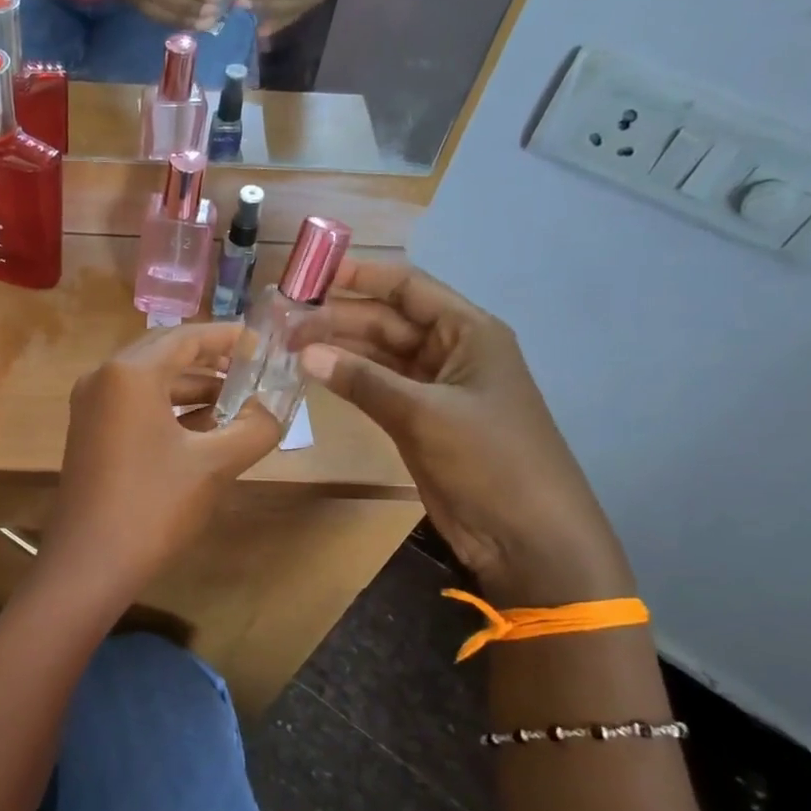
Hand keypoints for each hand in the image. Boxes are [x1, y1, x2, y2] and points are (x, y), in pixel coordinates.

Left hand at [46, 323, 281, 600]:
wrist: (90, 563)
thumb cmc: (153, 506)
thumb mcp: (214, 465)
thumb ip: (255, 429)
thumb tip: (276, 410)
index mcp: (130, 373)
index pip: (188, 337)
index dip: (230, 338)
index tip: (265, 343)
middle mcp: (104, 377)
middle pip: (167, 353)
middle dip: (213, 361)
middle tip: (255, 369)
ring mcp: (91, 405)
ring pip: (151, 381)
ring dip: (194, 388)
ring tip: (240, 401)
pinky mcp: (90, 431)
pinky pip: (136, 404)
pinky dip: (170, 408)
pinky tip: (206, 427)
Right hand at [299, 259, 634, 608]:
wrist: (526, 536)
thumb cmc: (491, 460)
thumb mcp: (425, 414)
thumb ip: (364, 380)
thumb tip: (304, 351)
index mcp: (469, 332)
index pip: (409, 288)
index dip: (362, 276)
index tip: (311, 274)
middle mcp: (450, 351)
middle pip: (387, 321)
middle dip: (338, 317)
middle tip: (283, 321)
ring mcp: (433, 388)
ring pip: (377, 356)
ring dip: (337, 349)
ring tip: (287, 345)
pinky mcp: (418, 421)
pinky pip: (376, 388)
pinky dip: (347, 381)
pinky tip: (312, 375)